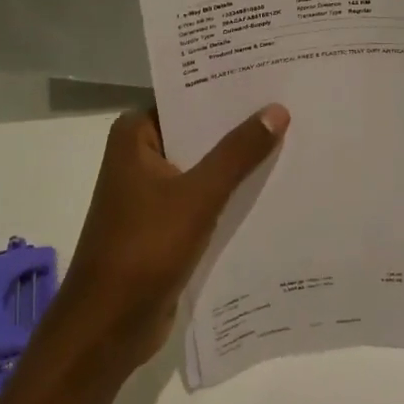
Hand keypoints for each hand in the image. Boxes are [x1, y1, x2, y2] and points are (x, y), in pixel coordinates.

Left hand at [61, 105, 289, 367]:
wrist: (108, 327)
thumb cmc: (144, 249)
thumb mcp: (197, 196)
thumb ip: (238, 153)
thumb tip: (277, 110)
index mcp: (134, 135)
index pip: (186, 98)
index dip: (227, 89)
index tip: (271, 76)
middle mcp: (140, 156)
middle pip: (198, 132)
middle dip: (240, 126)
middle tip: (293, 106)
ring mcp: (152, 192)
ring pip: (204, 167)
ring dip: (239, 163)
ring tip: (295, 140)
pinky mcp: (166, 224)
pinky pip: (205, 198)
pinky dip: (231, 194)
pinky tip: (273, 187)